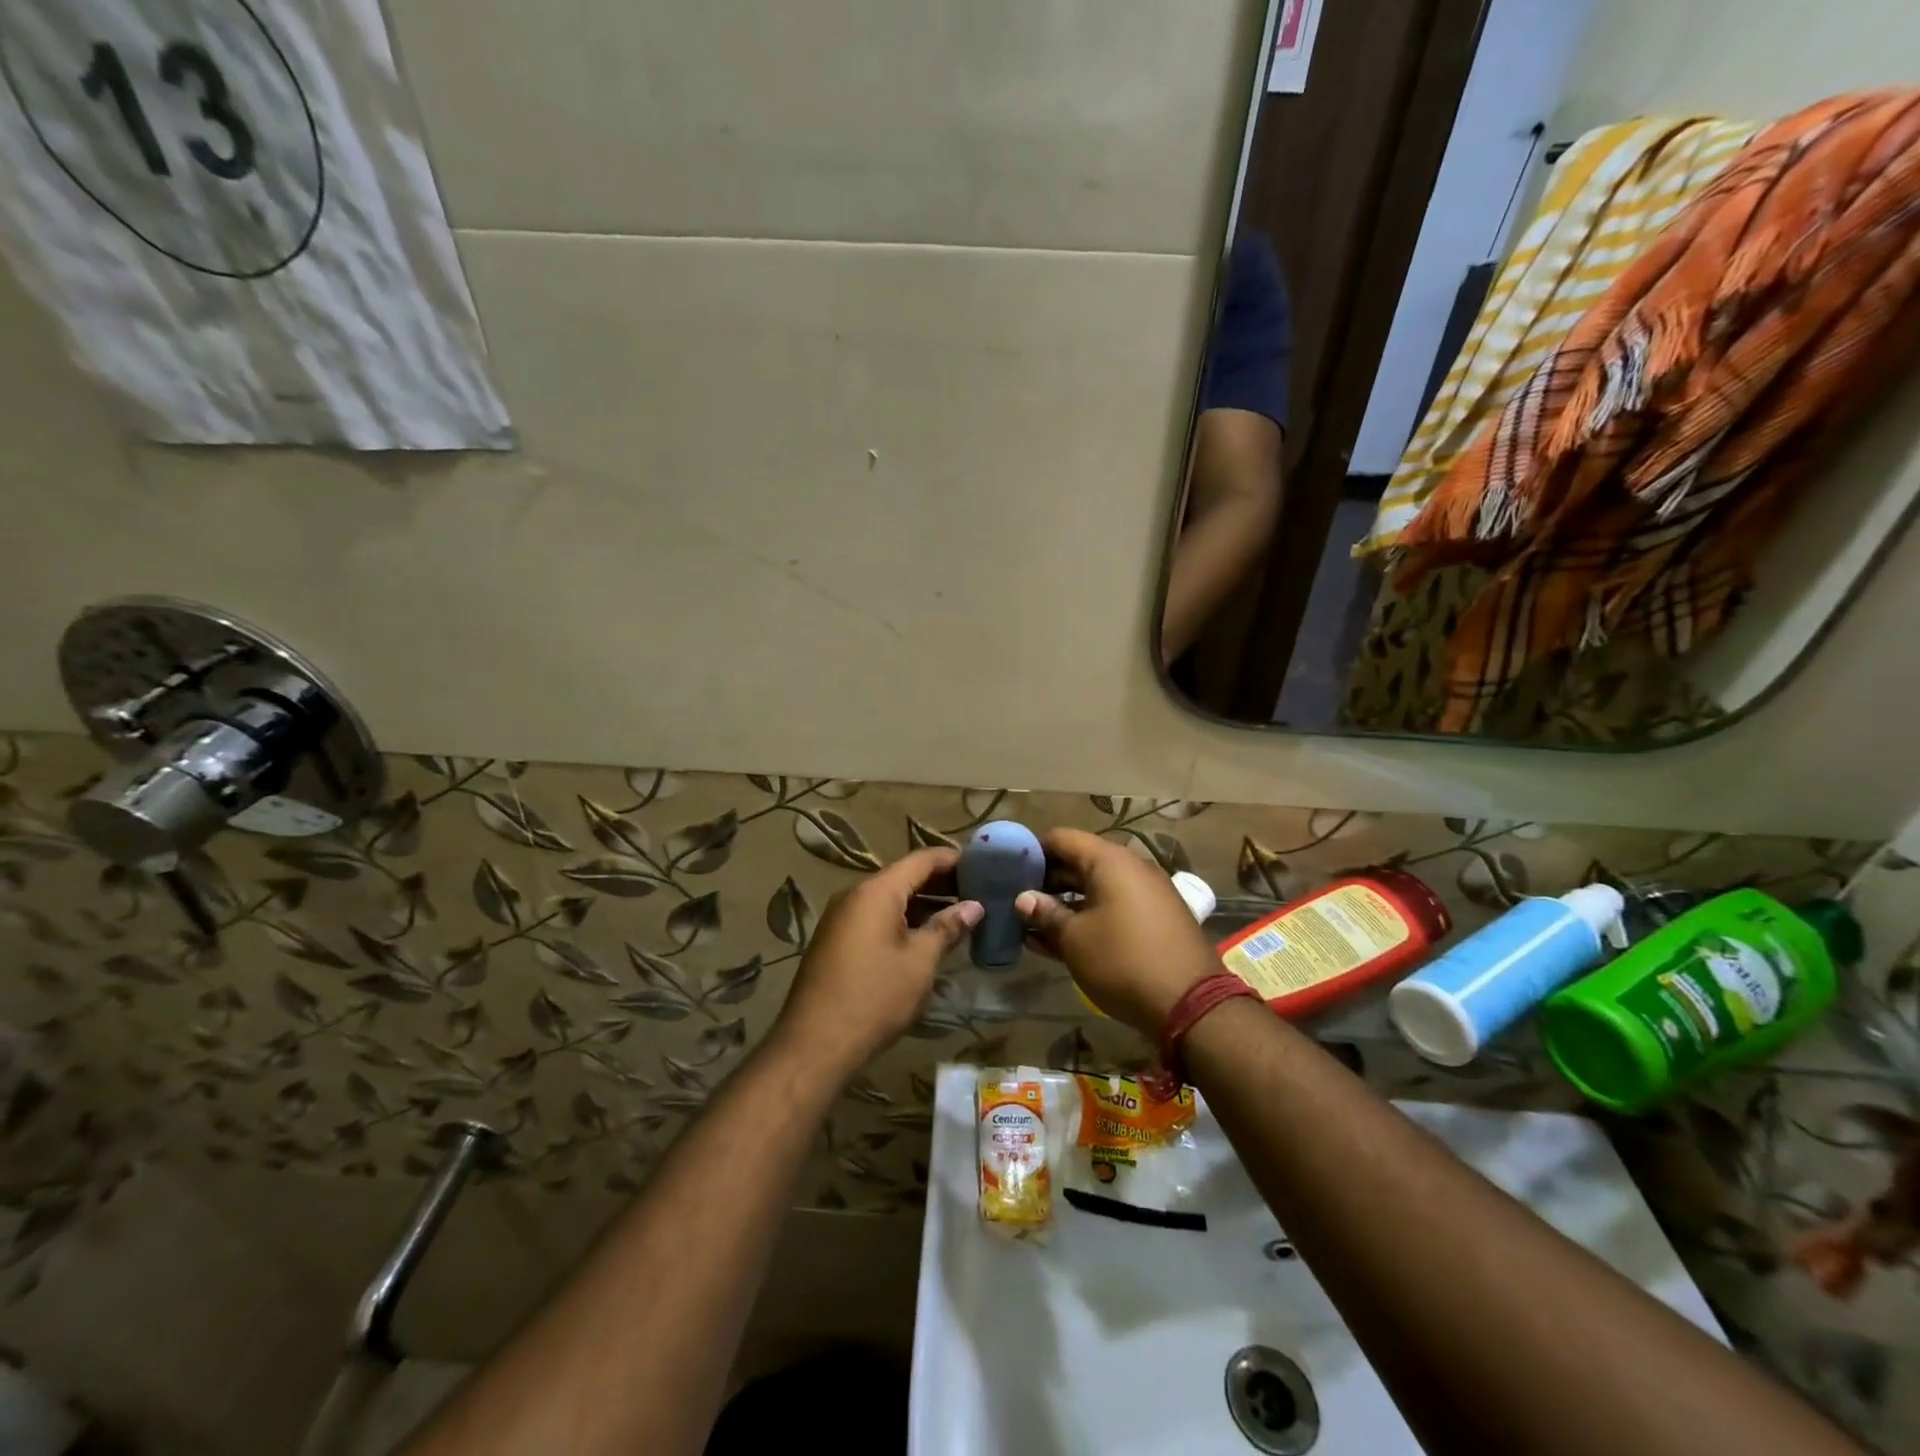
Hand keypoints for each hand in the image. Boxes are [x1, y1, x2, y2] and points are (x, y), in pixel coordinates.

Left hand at [770, 848, 981, 1080]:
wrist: (815, 1044)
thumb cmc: (875, 996)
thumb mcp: (920, 961)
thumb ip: (947, 927)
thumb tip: (974, 906)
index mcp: (877, 891)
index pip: (922, 859)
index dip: (954, 859)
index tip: (984, 866)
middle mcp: (855, 895)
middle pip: (904, 877)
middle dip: (941, 884)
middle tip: (978, 894)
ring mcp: (841, 918)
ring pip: (889, 899)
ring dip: (923, 905)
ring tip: (959, 917)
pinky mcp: (836, 941)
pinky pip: (875, 918)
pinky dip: (903, 921)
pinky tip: (925, 939)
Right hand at [1016, 828, 1220, 1037]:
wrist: (1191, 1004)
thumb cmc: (1123, 961)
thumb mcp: (1075, 939)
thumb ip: (1046, 914)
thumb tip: (1023, 899)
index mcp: (1110, 861)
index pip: (1061, 838)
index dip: (1032, 851)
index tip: (1008, 869)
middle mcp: (1131, 869)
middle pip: (1078, 862)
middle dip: (1046, 881)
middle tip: (1016, 900)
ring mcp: (1146, 895)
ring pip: (1094, 889)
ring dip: (1064, 904)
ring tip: (1030, 925)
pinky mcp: (1154, 921)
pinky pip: (1112, 908)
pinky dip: (1087, 918)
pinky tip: (1057, 941)